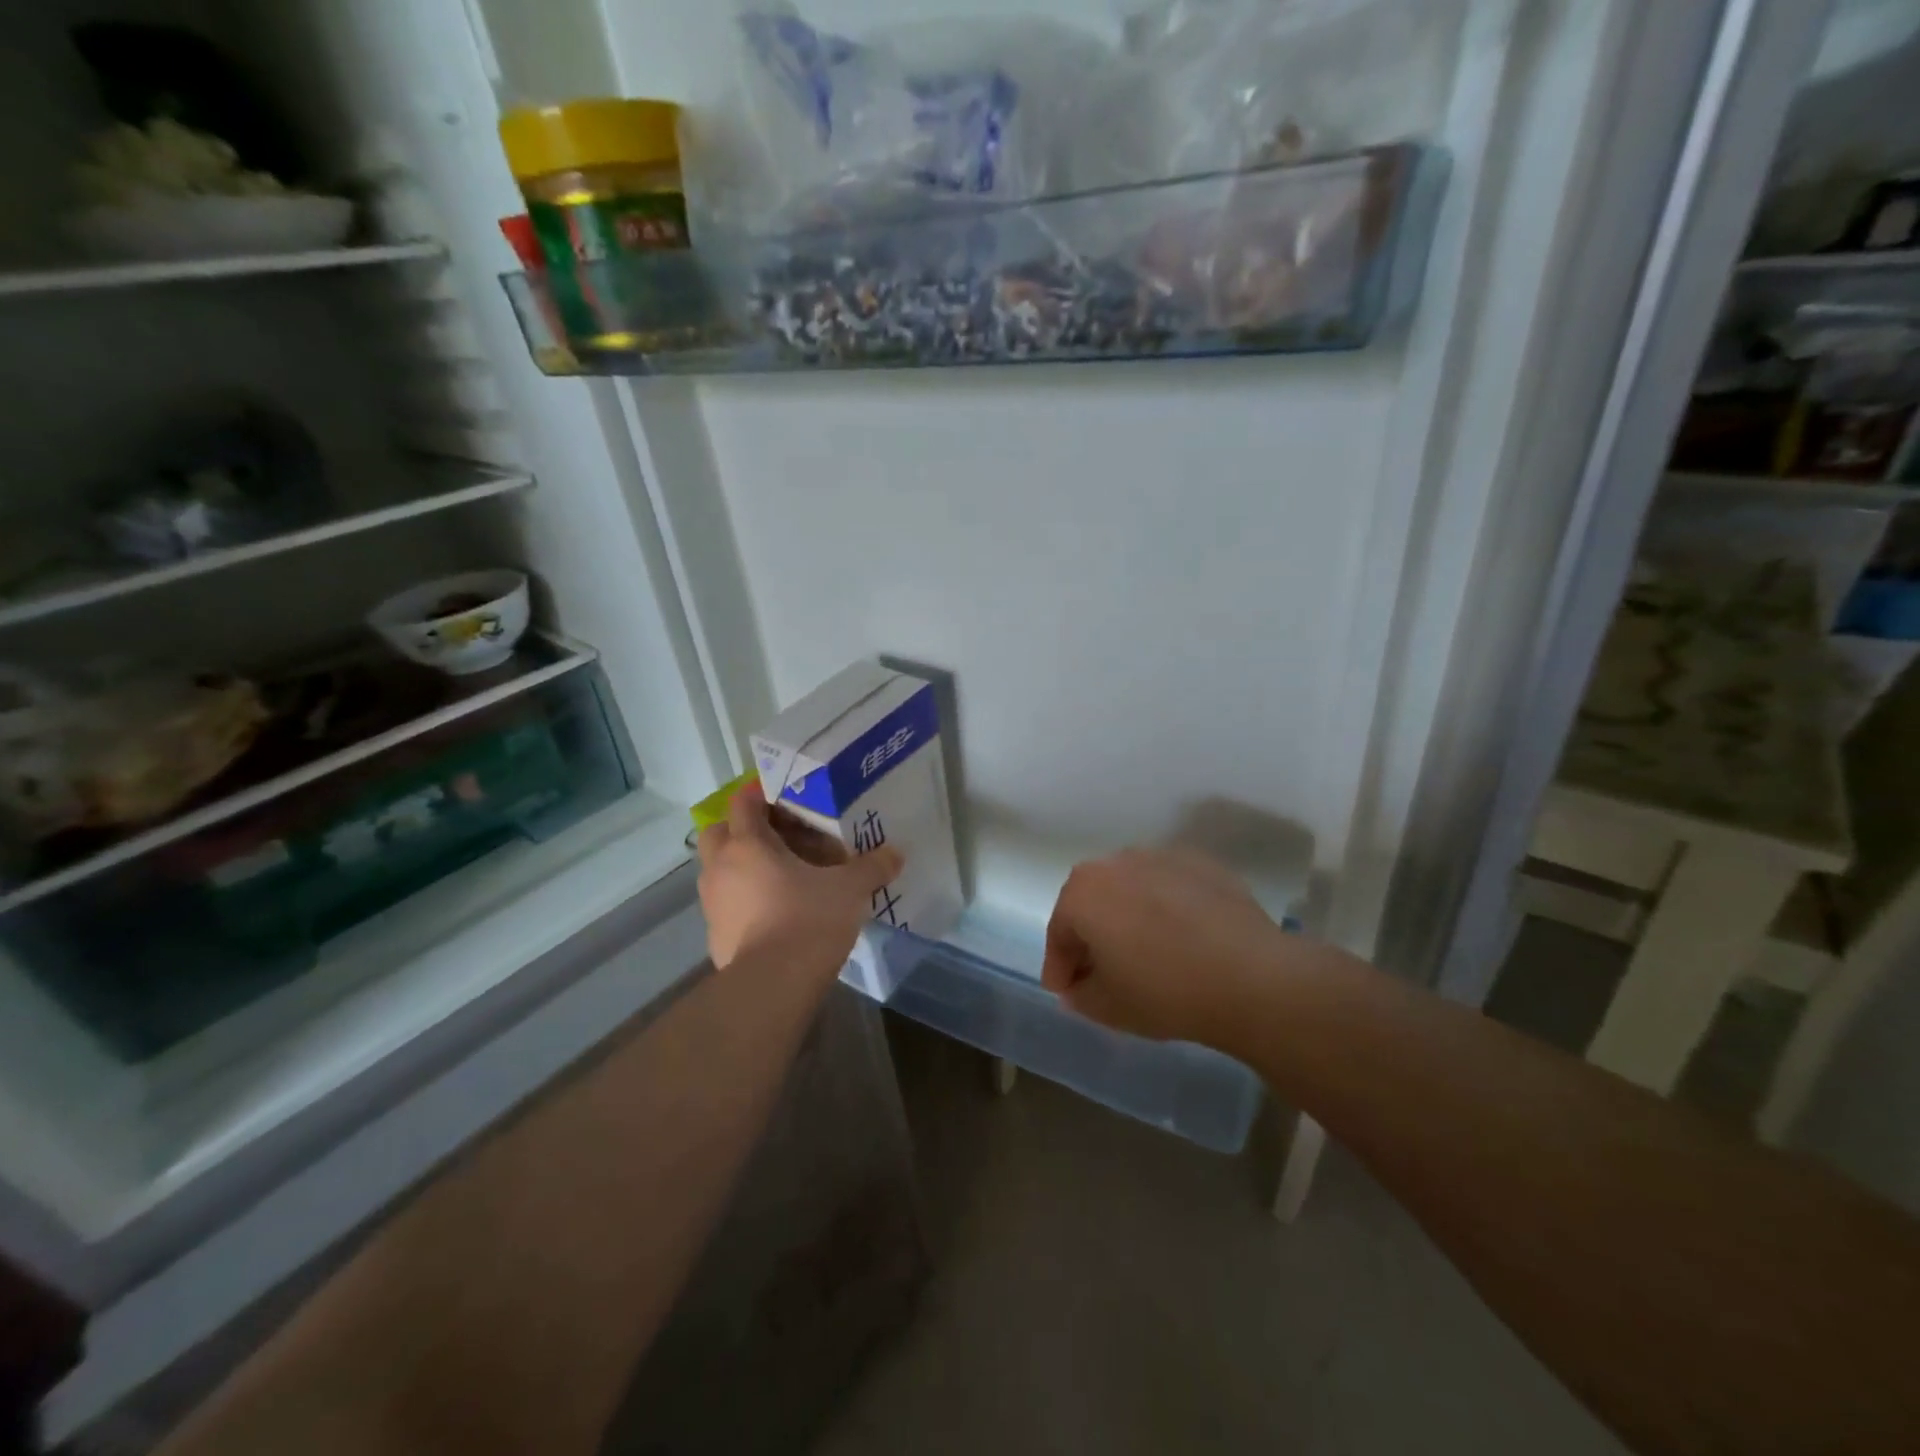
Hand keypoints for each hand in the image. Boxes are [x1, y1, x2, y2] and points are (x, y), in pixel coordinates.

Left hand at [696, 779, 903, 971]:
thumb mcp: (850, 889)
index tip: (785, 797)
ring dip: (741, 865)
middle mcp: (721, 867)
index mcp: (748, 844)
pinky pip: (725, 904)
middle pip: (718, 831)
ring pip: (718, 869)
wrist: (772, 986)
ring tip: (779, 875)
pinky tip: (773, 912)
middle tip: (777, 836)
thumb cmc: (808, 920)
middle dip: (742, 829)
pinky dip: (743, 900)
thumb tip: (896, 853)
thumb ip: (872, 867)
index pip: (743, 802)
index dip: (761, 794)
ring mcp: (712, 903)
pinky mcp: (715, 935)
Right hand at [1041, 847, 1287, 1044]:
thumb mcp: (1107, 1007)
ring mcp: (1161, 856)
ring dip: (1129, 916)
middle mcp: (1116, 862)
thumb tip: (1078, 985)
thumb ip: (1079, 994)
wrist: (1252, 977)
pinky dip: (1166, 907)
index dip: (1059, 966)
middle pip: (1092, 900)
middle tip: (1101, 970)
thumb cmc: (1165, 991)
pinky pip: (1169, 886)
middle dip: (1091, 934)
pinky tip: (1182, 937)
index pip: (1059, 931)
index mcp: (1083, 892)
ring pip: (1131, 889)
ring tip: (1146, 952)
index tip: (1066, 991)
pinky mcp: (1201, 863)